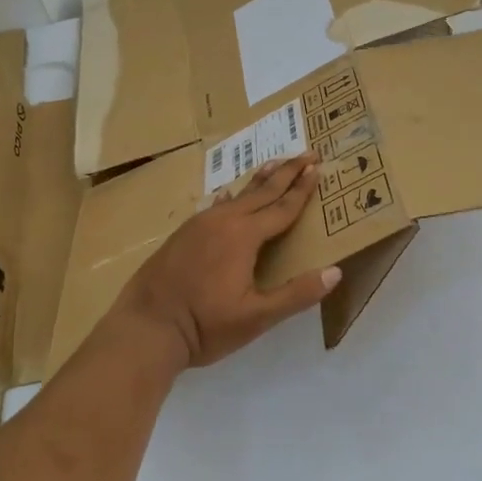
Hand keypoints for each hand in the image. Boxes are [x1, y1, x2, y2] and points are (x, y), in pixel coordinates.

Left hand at [112, 154, 342, 369]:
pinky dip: (231, 197)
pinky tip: (228, 194)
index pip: (282, 208)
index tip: (318, 168)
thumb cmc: (205, 325)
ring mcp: (199, 224)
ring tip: (275, 164)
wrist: (145, 327)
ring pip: (237, 196)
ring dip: (259, 180)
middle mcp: (223, 221)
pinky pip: (216, 206)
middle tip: (307, 153)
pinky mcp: (183, 233)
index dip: (302, 189)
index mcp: (244, 236)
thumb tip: (336, 272)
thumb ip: (296, 294)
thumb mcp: (257, 317)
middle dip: (287, 172)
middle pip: (262, 192)